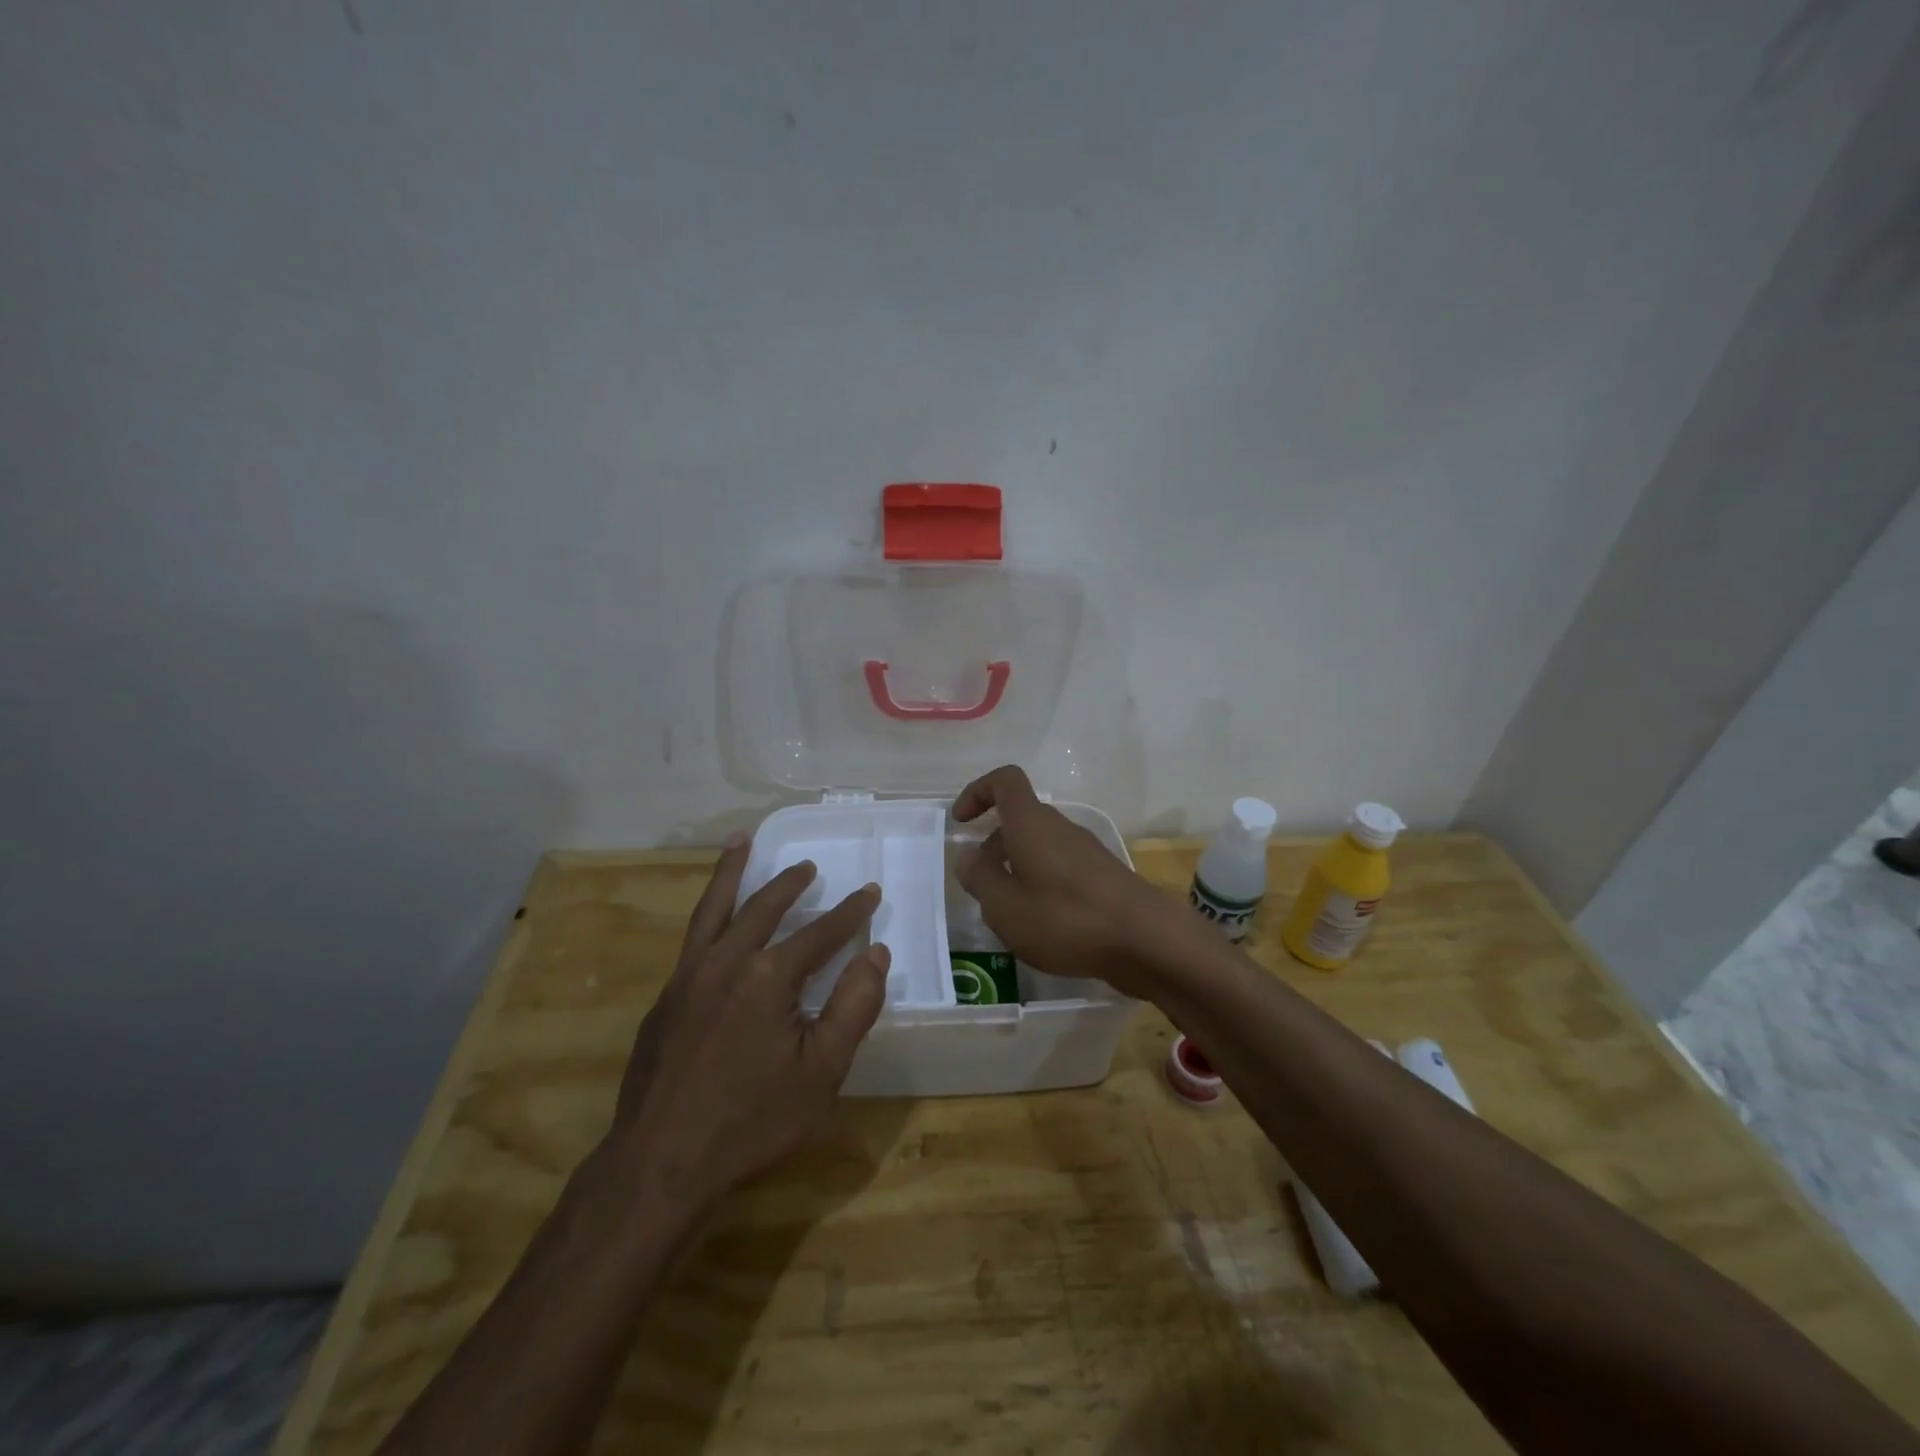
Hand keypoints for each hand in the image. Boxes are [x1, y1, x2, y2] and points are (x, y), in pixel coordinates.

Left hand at [599, 837, 888, 1220]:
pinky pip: (692, 938)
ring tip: (741, 842)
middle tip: (808, 866)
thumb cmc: (751, 1120)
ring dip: (732, 873)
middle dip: (791, 883)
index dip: (850, 913)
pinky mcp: (664, 999)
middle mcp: (725, 962)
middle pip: (763, 908)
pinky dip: (708, 912)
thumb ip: (853, 1007)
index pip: (820, 933)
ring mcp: (687, 977)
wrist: (659, 1164)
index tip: (870, 892)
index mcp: (768, 976)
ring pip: (714, 909)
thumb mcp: (821, 1072)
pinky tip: (715, 921)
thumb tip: (876, 953)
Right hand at [953, 765, 1189, 993]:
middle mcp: (1060, 827)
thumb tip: (969, 857)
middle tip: (983, 888)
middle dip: (994, 846)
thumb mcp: (1005, 907)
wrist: (1147, 941)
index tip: (961, 822)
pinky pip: (1061, 868)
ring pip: (1040, 846)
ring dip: (1018, 870)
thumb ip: (980, 879)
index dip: (978, 791)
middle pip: (1020, 819)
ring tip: (1012, 916)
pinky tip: (1045, 926)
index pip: (1005, 780)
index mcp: (1031, 823)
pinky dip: (1042, 885)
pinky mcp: (1103, 876)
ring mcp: (1086, 851)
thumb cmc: (1066, 918)